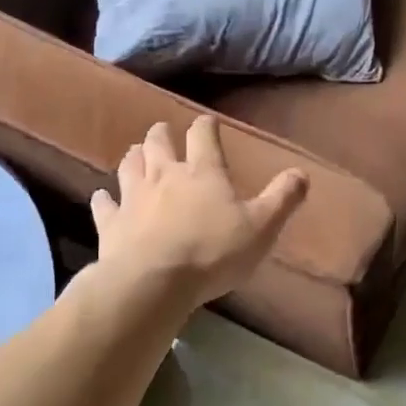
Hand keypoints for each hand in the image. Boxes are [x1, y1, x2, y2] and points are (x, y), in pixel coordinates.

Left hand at [91, 117, 307, 305]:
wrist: (154, 282)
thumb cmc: (213, 252)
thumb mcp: (261, 228)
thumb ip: (282, 199)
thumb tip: (302, 173)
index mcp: (203, 172)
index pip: (203, 136)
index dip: (206, 126)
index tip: (208, 123)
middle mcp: (165, 175)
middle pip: (158, 143)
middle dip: (162, 134)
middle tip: (162, 131)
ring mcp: (133, 197)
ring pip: (129, 166)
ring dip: (134, 157)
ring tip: (136, 154)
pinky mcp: (111, 223)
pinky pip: (104, 205)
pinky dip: (104, 199)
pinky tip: (103, 198)